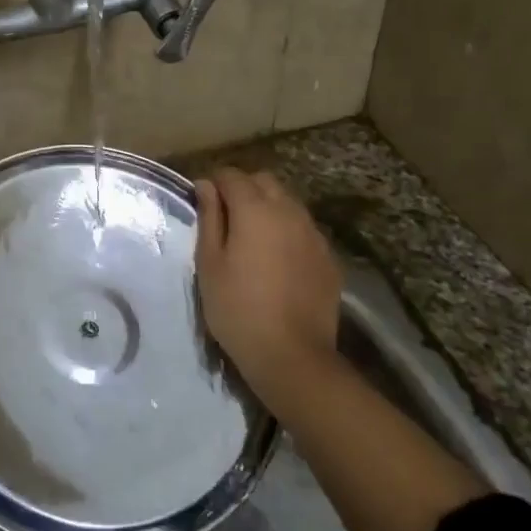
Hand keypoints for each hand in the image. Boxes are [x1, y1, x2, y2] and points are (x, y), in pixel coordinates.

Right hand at [194, 168, 341, 412]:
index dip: (214, 184)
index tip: (203, 203)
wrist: (292, 355)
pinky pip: (304, 229)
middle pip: (264, 181)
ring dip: (268, 208)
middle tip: (226, 218)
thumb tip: (206, 186)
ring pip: (288, 202)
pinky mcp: (328, 257)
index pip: (231, 176)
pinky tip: (277, 260)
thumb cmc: (237, 308)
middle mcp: (288, 211)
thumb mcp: (209, 264)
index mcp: (255, 209)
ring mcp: (313, 233)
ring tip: (252, 238)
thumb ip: (209, 218)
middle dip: (243, 189)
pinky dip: (287, 231)